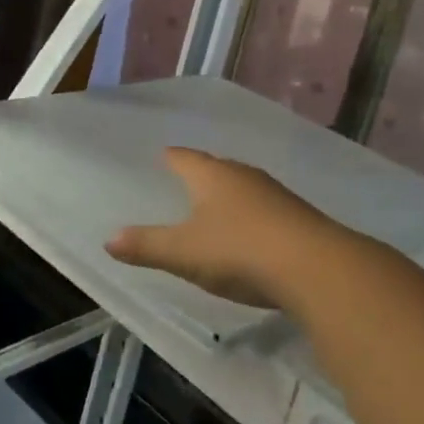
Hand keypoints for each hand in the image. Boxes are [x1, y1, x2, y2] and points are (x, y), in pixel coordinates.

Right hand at [105, 148, 349, 310]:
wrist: (314, 267)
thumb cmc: (238, 251)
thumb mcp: (184, 253)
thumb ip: (147, 245)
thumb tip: (109, 239)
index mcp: (212, 176)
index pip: (185, 158)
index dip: (172, 158)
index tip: (163, 155)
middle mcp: (244, 176)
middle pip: (217, 168)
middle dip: (201, 174)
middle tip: (187, 180)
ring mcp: (275, 194)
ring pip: (244, 187)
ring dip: (230, 195)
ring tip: (217, 205)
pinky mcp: (298, 217)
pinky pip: (266, 209)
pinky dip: (253, 216)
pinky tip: (252, 233)